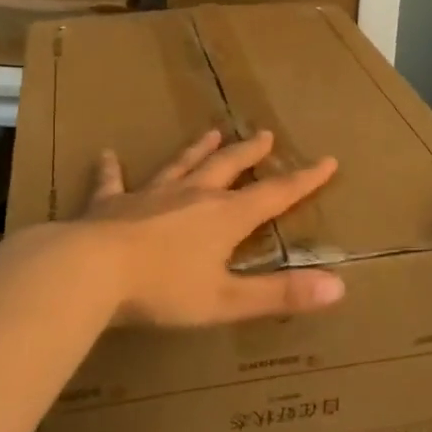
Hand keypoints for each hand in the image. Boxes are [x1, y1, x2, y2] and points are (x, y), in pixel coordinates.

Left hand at [75, 128, 342, 328]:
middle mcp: (192, 196)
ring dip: (197, 150)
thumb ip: (281, 294)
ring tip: (211, 132)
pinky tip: (107, 155)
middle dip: (249, 153)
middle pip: (228, 167)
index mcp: (224, 217)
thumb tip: (340, 288)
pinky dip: (111, 169)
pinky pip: (113, 181)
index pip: (275, 194)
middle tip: (265, 135)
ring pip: (180, 166)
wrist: (91, 270)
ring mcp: (150, 195)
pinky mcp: (110, 204)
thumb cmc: (163, 289)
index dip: (304, 180)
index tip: (327, 161)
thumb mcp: (227, 300)